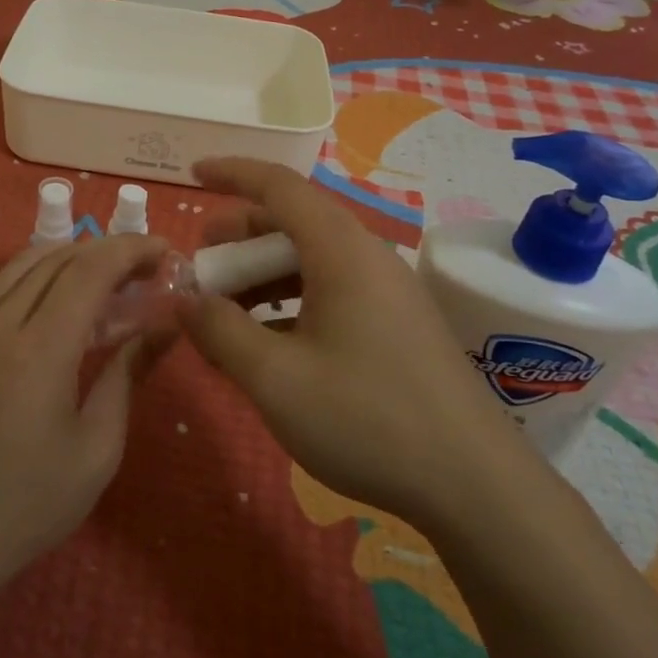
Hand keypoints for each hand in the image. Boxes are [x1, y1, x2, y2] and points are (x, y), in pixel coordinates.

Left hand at [0, 233, 170, 597]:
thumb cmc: (30, 505)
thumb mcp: (98, 448)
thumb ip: (128, 375)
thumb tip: (164, 327)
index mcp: (36, 352)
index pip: (88, 270)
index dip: (130, 250)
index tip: (165, 250)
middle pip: (55, 258)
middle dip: (106, 250)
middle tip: (145, 267)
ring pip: (22, 266)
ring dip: (70, 258)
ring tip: (108, 277)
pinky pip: (0, 291)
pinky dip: (39, 279)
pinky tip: (63, 306)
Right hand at [178, 158, 527, 525]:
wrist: (474, 484)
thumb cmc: (366, 419)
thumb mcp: (275, 378)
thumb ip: (219, 330)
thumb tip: (182, 297)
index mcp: (340, 250)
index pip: (279, 186)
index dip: (232, 173)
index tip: (192, 174)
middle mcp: (366, 256)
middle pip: (292, 222)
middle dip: (238, 237)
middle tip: (200, 268)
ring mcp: (386, 290)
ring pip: (311, 260)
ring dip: (261, 275)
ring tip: (224, 313)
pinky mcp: (396, 323)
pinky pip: (331, 290)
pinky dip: (290, 301)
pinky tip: (268, 343)